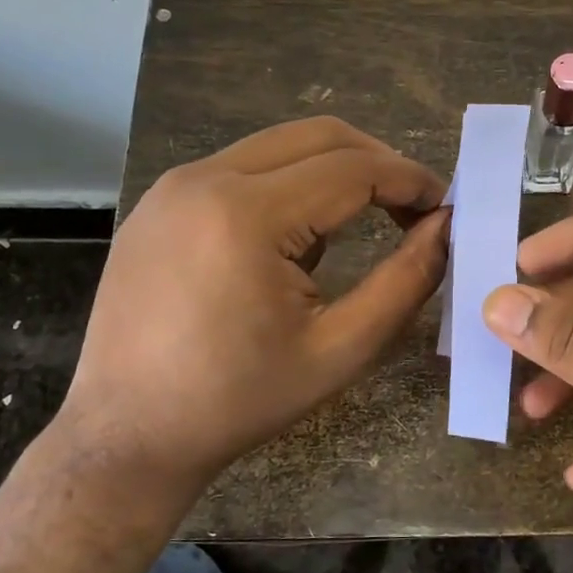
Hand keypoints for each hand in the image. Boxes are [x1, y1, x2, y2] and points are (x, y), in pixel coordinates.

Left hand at [56, 118, 447, 514]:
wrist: (128, 434)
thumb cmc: (240, 401)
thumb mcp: (340, 349)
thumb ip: (405, 281)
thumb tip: (445, 227)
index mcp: (247, 215)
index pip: (354, 168)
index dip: (410, 180)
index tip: (445, 206)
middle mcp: (204, 179)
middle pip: (318, 137)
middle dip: (378, 163)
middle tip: (413, 207)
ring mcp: (173, 187)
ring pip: (278, 147)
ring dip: (333, 172)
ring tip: (363, 223)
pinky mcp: (159, 204)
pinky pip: (241, 170)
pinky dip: (288, 185)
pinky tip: (297, 239)